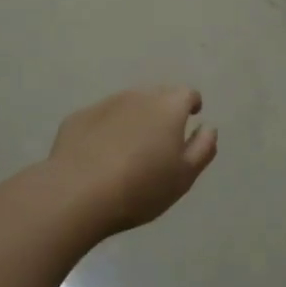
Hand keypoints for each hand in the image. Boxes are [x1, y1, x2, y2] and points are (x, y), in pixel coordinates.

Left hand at [49, 86, 216, 235]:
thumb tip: (208, 127)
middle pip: (157, 96)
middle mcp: (138, 96)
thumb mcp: (184, 176)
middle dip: (163, 111)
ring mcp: (105, 104)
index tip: (191, 117)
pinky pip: (101, 119)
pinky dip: (106, 130)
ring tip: (130, 149)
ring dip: (134, 119)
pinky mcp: (78, 117)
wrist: (77, 193)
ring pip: (127, 105)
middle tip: (161, 139)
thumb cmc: (141, 187)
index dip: (191, 104)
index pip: (187, 93)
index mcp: (168, 107)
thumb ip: (202, 148)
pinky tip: (100, 155)